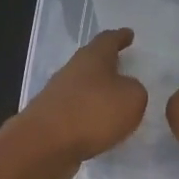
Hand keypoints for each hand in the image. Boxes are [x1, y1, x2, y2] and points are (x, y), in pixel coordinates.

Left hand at [17, 28, 147, 164]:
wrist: (44, 145)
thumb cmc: (93, 112)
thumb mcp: (132, 98)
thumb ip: (135, 90)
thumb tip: (126, 90)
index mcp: (93, 57)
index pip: (108, 40)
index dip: (120, 37)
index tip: (128, 34)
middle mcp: (73, 70)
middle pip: (92, 61)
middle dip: (107, 63)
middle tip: (123, 66)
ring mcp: (58, 94)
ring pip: (83, 86)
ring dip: (97, 91)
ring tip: (115, 100)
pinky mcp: (51, 119)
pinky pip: (76, 110)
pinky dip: (89, 114)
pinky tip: (99, 126)